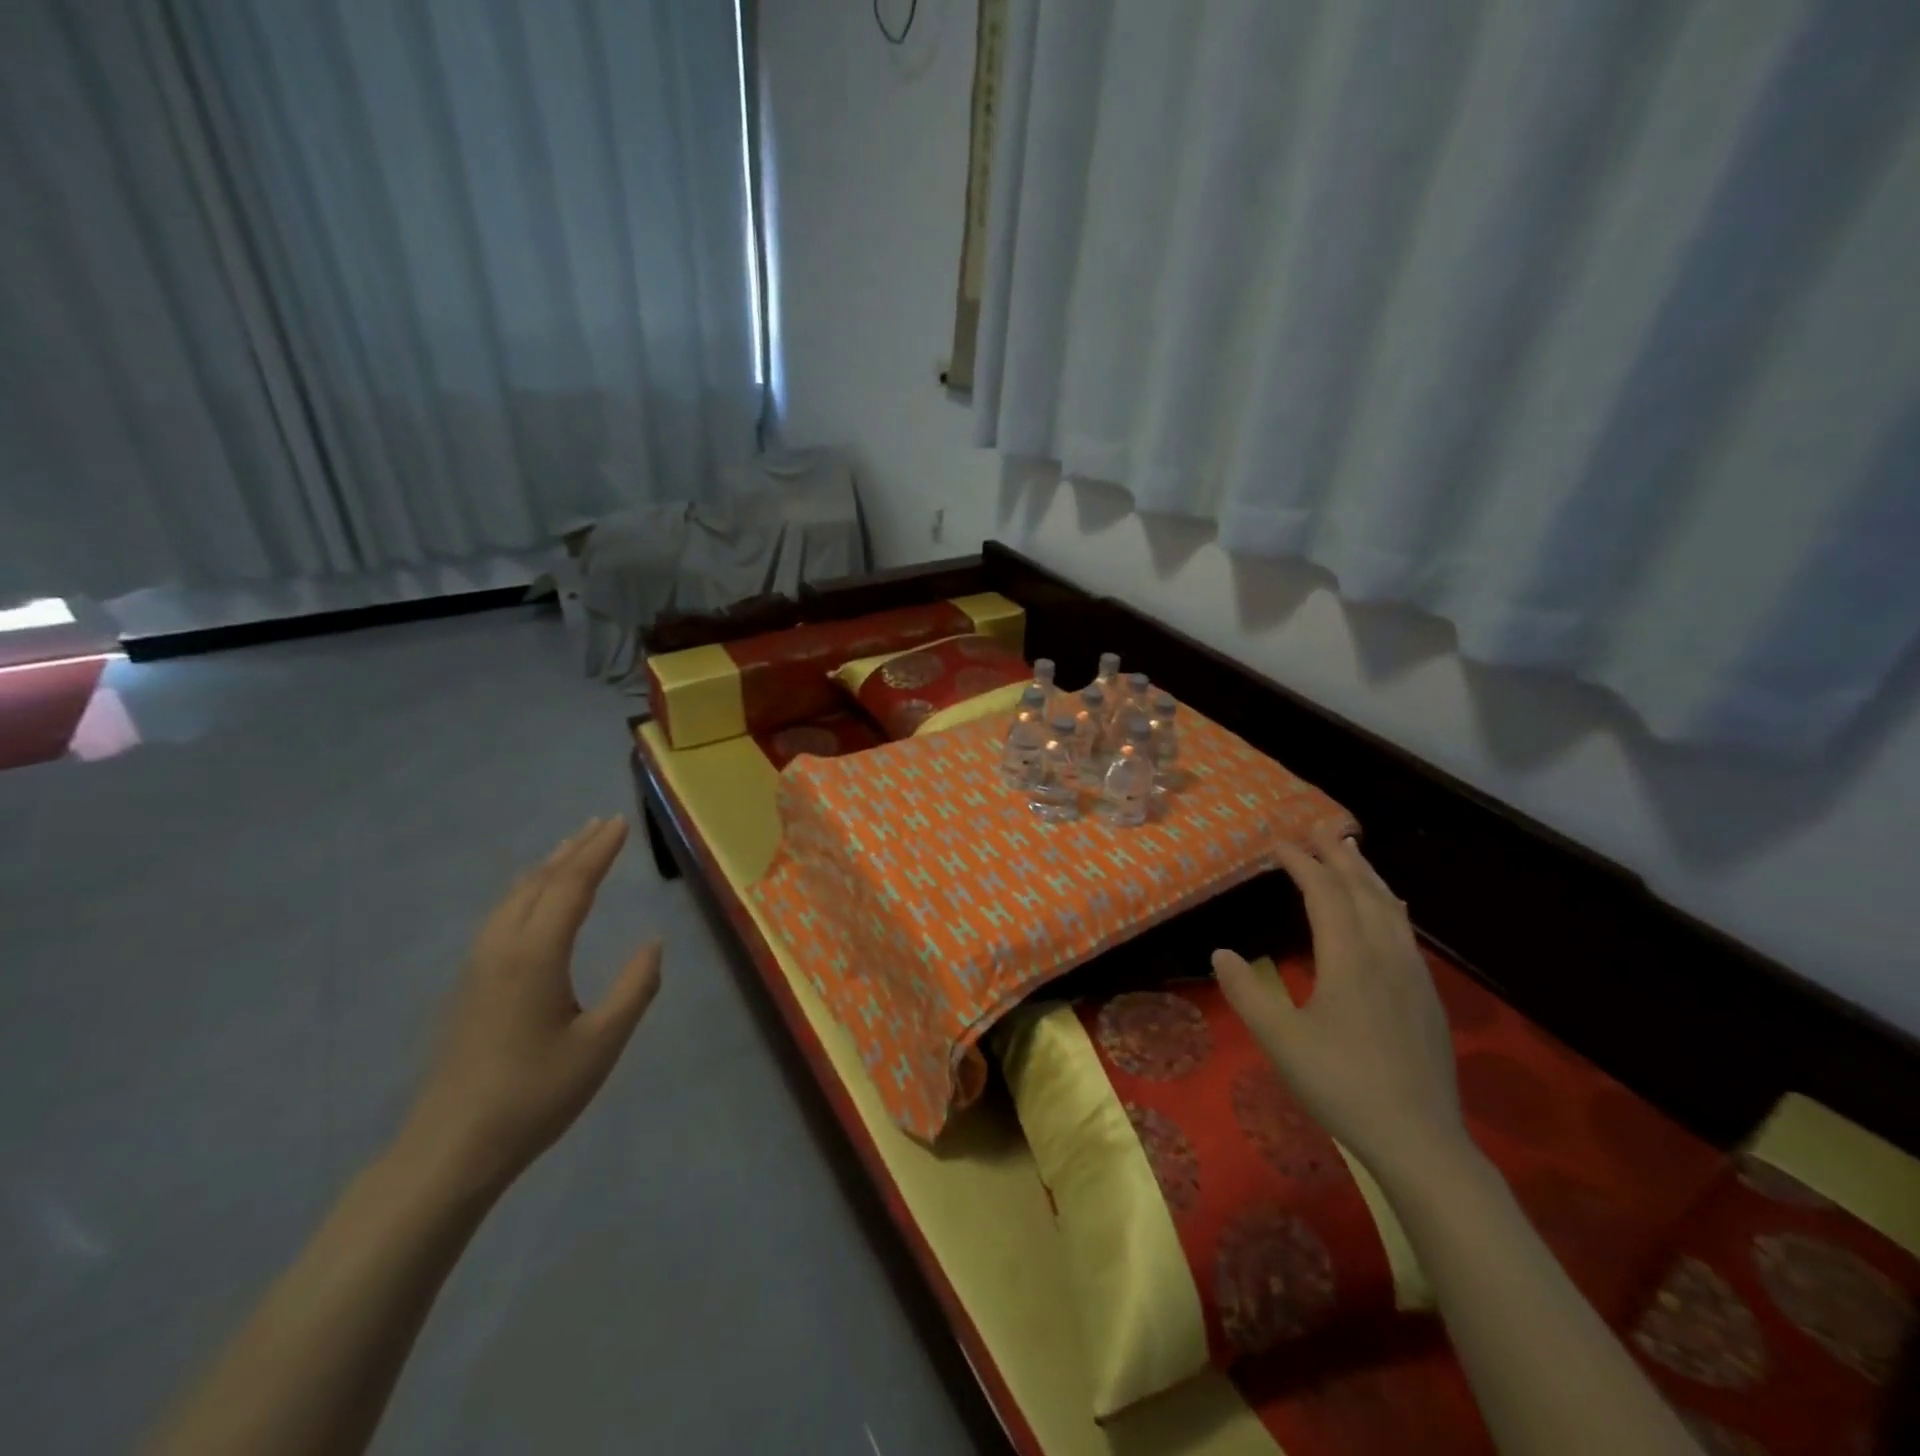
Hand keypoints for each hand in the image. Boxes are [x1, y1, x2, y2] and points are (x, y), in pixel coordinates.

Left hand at [399, 817, 661, 1196]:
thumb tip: (653, 942)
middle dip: (574, 849)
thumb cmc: (535, 1095)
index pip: (572, 885)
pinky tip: (533, 900)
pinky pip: (501, 916)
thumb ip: (635, 987)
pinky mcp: (468, 985)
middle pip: (540, 882)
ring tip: (572, 849)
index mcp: (536, 956)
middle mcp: (502, 948)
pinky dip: (528, 890)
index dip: (599, 852)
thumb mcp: (602, 1043)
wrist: (450, 1149)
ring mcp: (478, 966)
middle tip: (603, 823)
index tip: (621, 823)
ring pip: (515, 897)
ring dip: (548, 867)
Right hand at [1213, 821, 1465, 1183]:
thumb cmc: (1342, 1085)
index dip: (1302, 863)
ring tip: (1353, 853)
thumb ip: (1247, 992)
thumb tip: (1221, 952)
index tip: (1278, 843)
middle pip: (1363, 891)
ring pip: (1390, 909)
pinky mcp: (1427, 998)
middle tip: (1318, 828)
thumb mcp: (1280, 1041)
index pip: (1325, 894)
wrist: (1421, 1141)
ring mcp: (1412, 976)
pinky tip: (1392, 910)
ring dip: (1368, 876)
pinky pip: (1406, 933)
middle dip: (1338, 856)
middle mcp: (1385, 955)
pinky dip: (1390, 906)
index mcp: (1349, 959)